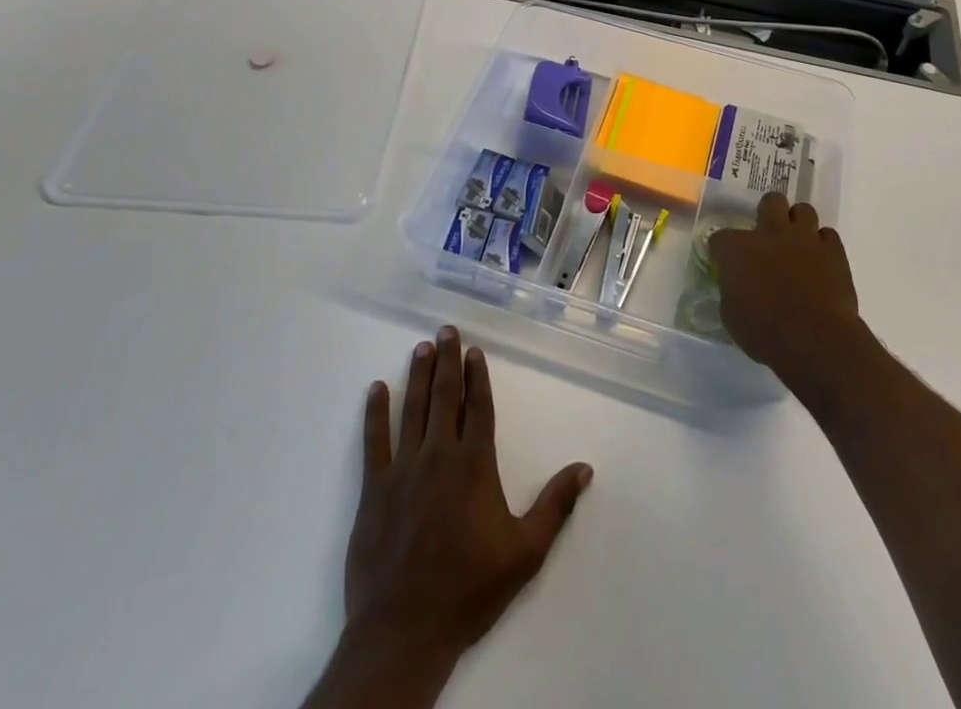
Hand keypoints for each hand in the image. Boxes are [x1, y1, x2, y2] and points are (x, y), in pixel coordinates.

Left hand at [345, 327, 593, 668]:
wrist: (406, 630)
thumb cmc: (470, 589)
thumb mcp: (525, 552)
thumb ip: (555, 505)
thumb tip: (584, 467)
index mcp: (474, 465)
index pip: (478, 407)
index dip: (477, 376)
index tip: (473, 350)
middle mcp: (440, 455)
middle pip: (444, 397)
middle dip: (446, 361)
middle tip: (445, 330)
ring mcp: (404, 469)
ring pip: (413, 409)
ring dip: (417, 376)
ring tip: (421, 347)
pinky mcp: (375, 489)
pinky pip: (375, 440)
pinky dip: (375, 412)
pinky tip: (376, 389)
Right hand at [708, 193, 861, 383]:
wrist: (814, 340)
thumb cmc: (764, 332)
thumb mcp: (732, 316)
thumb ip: (732, 291)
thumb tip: (736, 286)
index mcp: (737, 248)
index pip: (720, 237)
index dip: (722, 251)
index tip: (726, 263)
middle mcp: (770, 233)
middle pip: (770, 201)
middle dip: (768, 214)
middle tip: (768, 237)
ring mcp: (804, 238)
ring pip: (803, 210)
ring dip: (798, 224)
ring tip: (797, 244)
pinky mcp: (833, 251)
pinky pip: (828, 235)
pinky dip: (823, 245)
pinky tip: (820, 261)